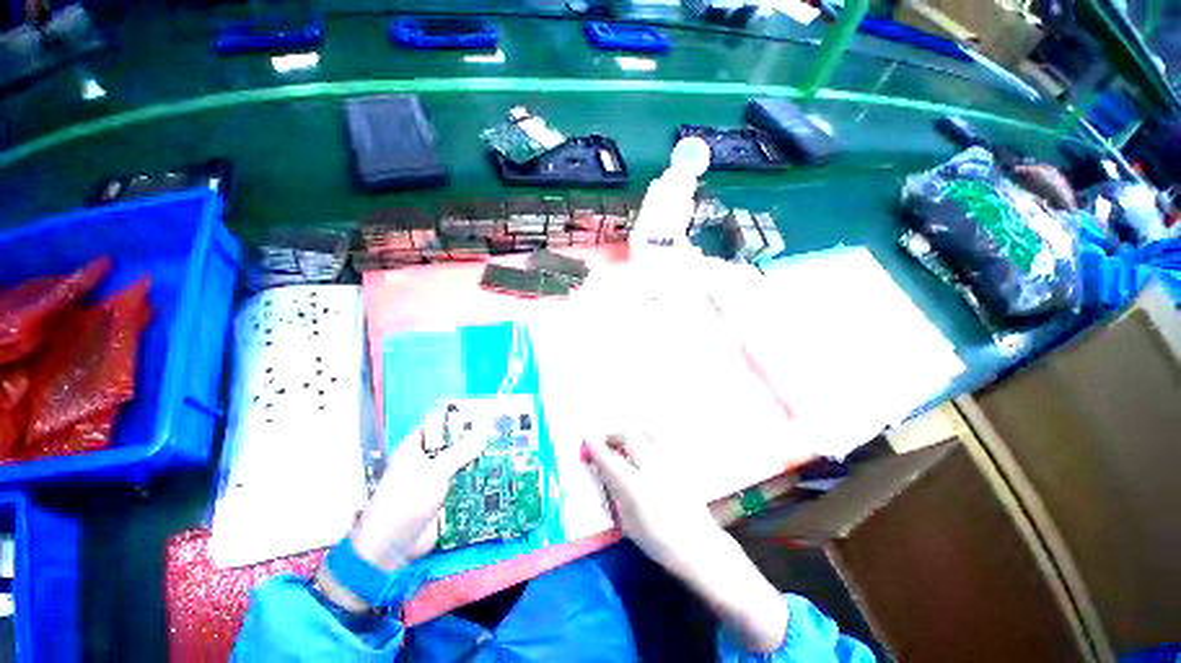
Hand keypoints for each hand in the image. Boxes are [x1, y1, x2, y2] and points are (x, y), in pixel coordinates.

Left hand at [316, 410, 482, 612]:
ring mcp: (435, 480)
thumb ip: (461, 451)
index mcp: (416, 448)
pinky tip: (497, 474)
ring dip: (479, 461)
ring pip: (461, 464)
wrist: (391, 548)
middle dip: (475, 440)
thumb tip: (485, 431)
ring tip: (505, 450)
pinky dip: (477, 480)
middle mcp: (426, 461)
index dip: (461, 419)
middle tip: (501, 432)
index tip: (486, 414)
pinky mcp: (444, 498)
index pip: (441, 425)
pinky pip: (463, 484)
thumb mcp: (435, 472)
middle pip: (454, 444)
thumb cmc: (406, 501)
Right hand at [585, 433, 788, 652]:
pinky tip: (642, 448)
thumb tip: (606, 472)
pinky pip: (658, 438)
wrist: (700, 546)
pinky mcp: (679, 460)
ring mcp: (668, 460)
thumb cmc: (660, 541)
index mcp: (635, 486)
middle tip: (603, 441)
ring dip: (628, 432)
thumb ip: (616, 493)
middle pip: (627, 434)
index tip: (586, 442)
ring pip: (645, 430)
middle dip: (611, 433)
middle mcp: (651, 465)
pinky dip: (644, 436)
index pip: (609, 458)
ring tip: (622, 441)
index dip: (594, 447)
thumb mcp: (629, 523)